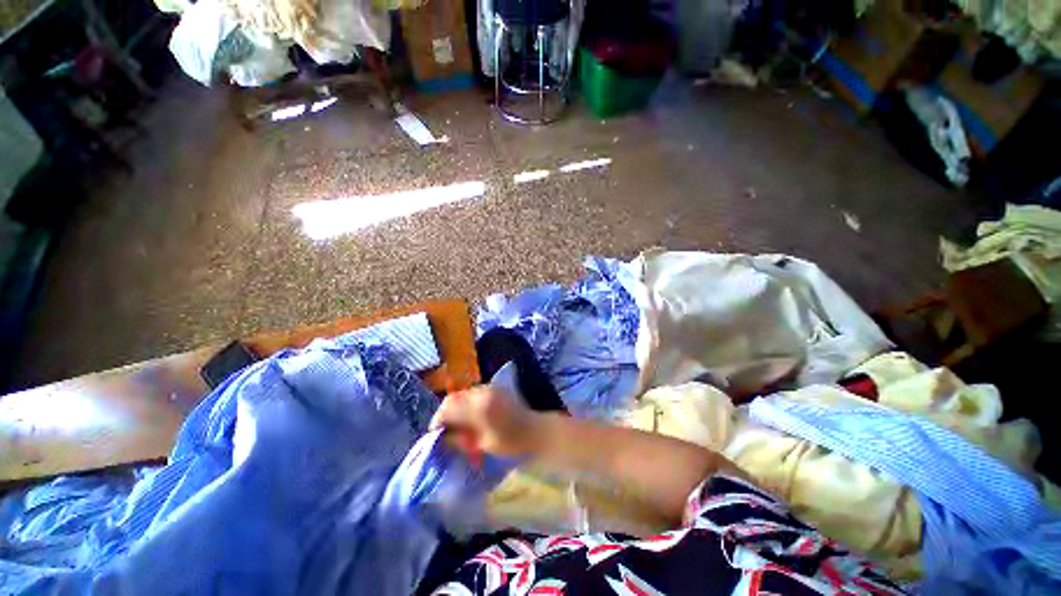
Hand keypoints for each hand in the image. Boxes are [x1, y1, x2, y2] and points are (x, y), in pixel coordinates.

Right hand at [430, 385, 544, 458]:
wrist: (535, 430)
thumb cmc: (511, 442)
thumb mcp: (483, 444)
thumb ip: (462, 438)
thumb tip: (444, 436)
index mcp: (480, 407)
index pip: (450, 407)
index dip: (439, 418)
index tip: (435, 432)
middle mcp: (483, 392)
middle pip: (455, 397)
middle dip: (446, 412)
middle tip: (445, 429)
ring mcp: (490, 388)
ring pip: (464, 394)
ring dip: (457, 407)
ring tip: (458, 423)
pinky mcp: (495, 388)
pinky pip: (474, 393)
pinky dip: (468, 403)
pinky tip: (471, 416)